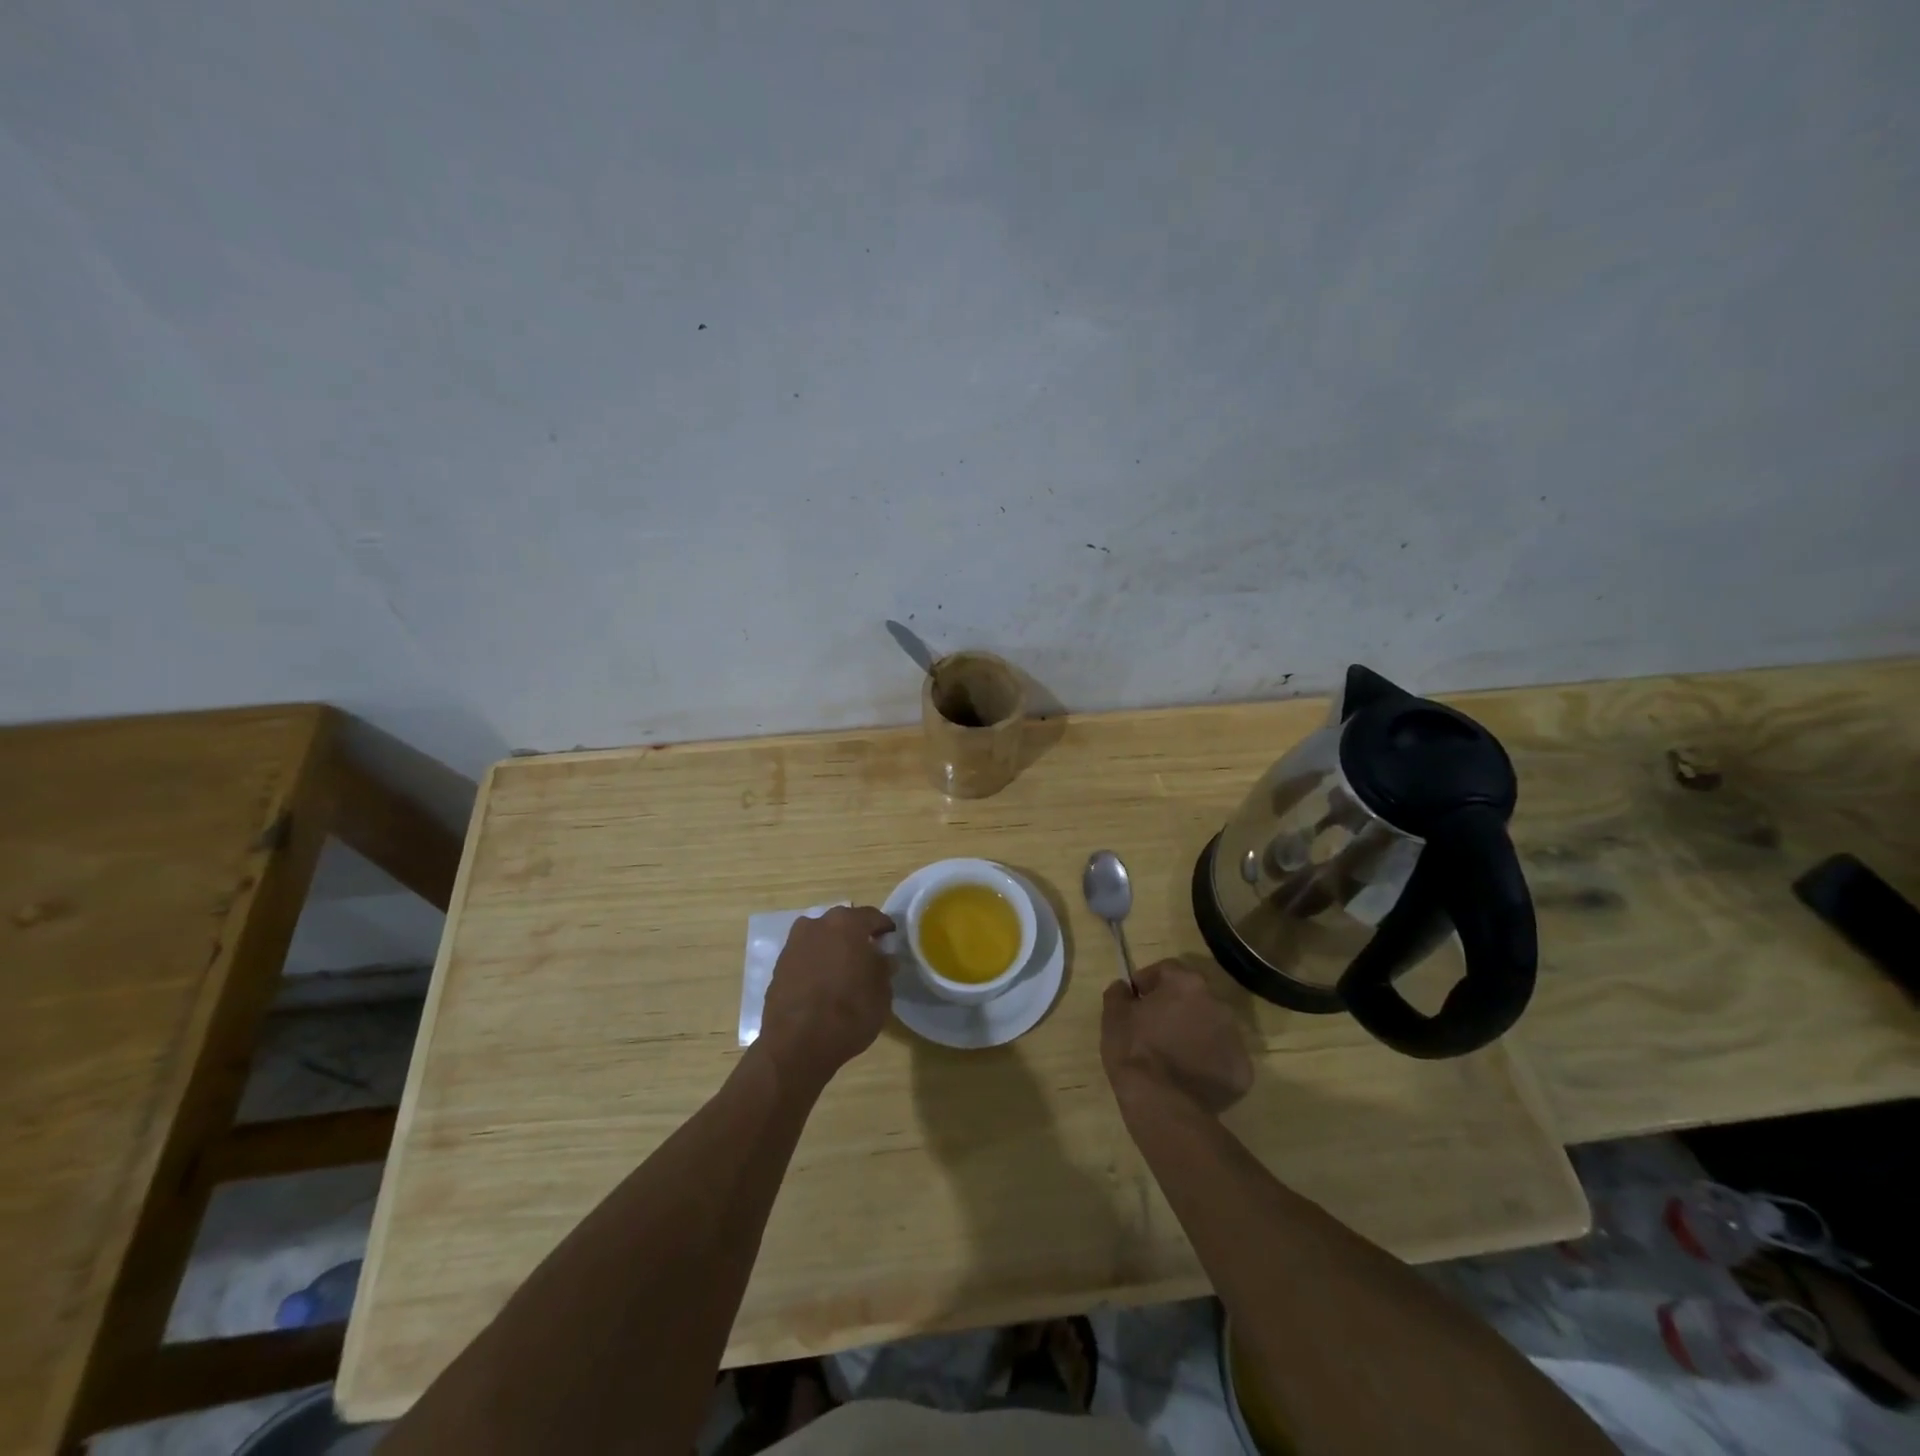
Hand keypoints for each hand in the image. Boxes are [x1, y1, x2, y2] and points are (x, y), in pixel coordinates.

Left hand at [758, 905, 895, 1088]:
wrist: (796, 1045)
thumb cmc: (849, 1014)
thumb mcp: (881, 993)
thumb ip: (883, 968)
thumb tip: (883, 958)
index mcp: (847, 924)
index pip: (872, 917)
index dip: (884, 928)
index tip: (891, 940)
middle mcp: (817, 924)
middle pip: (843, 923)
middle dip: (856, 936)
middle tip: (868, 956)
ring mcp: (794, 943)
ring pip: (821, 937)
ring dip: (833, 947)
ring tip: (843, 971)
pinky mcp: (778, 965)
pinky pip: (805, 955)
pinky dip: (815, 963)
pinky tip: (822, 984)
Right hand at [1101, 959, 1253, 1114]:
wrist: (1162, 1105)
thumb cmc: (1135, 1051)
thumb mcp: (1113, 1016)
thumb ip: (1119, 993)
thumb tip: (1125, 988)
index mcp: (1186, 984)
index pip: (1168, 970)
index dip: (1149, 981)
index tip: (1135, 998)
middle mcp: (1217, 1004)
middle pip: (1194, 998)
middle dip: (1176, 1007)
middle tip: (1155, 1027)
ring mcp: (1234, 1039)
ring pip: (1211, 1028)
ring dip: (1194, 1034)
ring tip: (1172, 1055)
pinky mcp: (1241, 1071)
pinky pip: (1221, 1059)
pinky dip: (1207, 1063)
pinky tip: (1188, 1077)